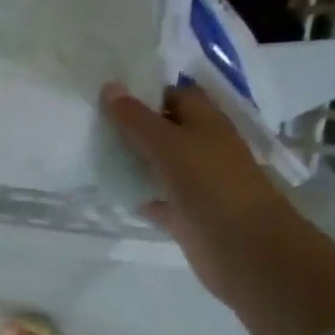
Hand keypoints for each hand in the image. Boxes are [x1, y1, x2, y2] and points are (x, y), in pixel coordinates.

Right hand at [101, 82, 288, 303]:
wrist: (242, 248)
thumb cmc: (210, 184)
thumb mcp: (168, 144)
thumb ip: (136, 118)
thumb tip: (109, 86)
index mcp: (206, 122)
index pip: (176, 95)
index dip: (147, 90)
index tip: (109, 91)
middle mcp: (202, 148)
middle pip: (165, 129)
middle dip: (134, 125)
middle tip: (91, 118)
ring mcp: (195, 183)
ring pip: (159, 165)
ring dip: (133, 160)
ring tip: (92, 149)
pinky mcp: (186, 215)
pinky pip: (157, 199)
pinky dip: (138, 194)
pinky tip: (111, 189)